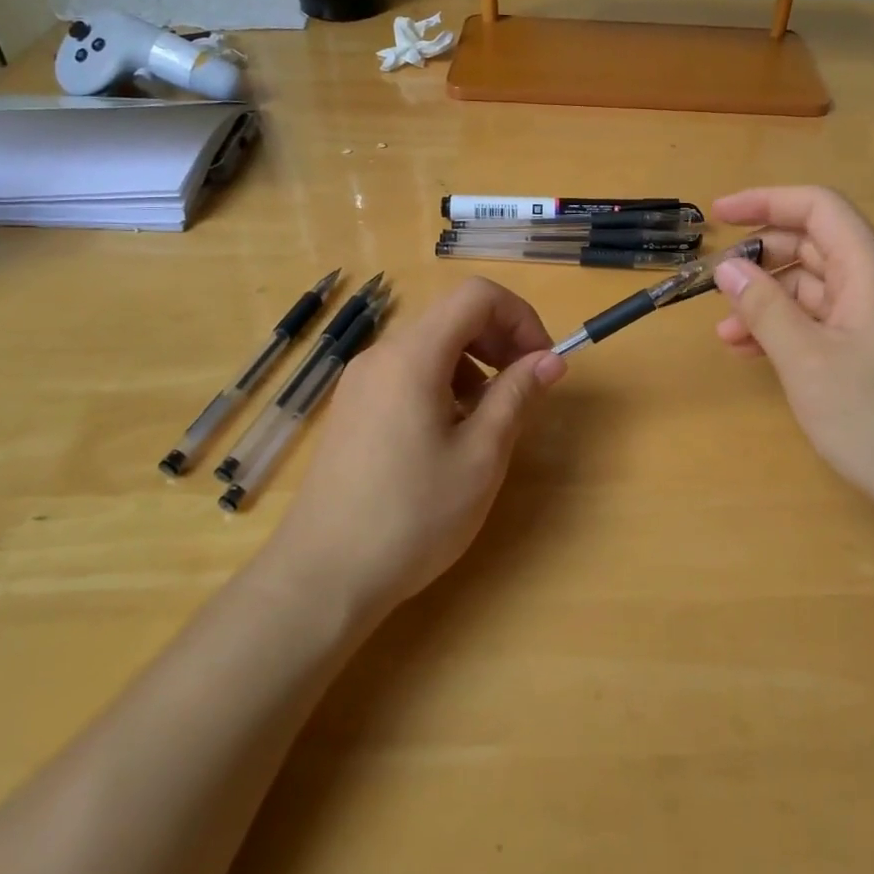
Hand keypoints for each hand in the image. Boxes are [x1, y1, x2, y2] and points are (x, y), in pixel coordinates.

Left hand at [272, 277, 565, 616]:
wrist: (323, 577)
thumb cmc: (412, 516)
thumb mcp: (480, 456)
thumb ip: (517, 395)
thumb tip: (551, 359)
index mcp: (413, 356)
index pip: (476, 296)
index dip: (520, 316)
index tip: (542, 361)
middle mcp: (382, 355)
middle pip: (452, 316)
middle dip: (500, 339)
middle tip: (526, 387)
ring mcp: (361, 381)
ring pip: (431, 345)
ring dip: (474, 364)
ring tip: (489, 418)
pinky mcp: (353, 408)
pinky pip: (408, 373)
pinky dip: (444, 383)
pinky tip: (450, 434)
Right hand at [710, 186, 873, 533]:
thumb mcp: (807, 360)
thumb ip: (764, 309)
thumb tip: (728, 266)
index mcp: (870, 271)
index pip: (819, 208)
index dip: (767, 201)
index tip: (719, 215)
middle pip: (813, 246)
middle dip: (760, 258)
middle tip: (714, 282)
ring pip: (812, 290)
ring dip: (766, 301)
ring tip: (725, 331)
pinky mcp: (872, 356)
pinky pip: (821, 324)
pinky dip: (784, 330)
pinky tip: (752, 353)